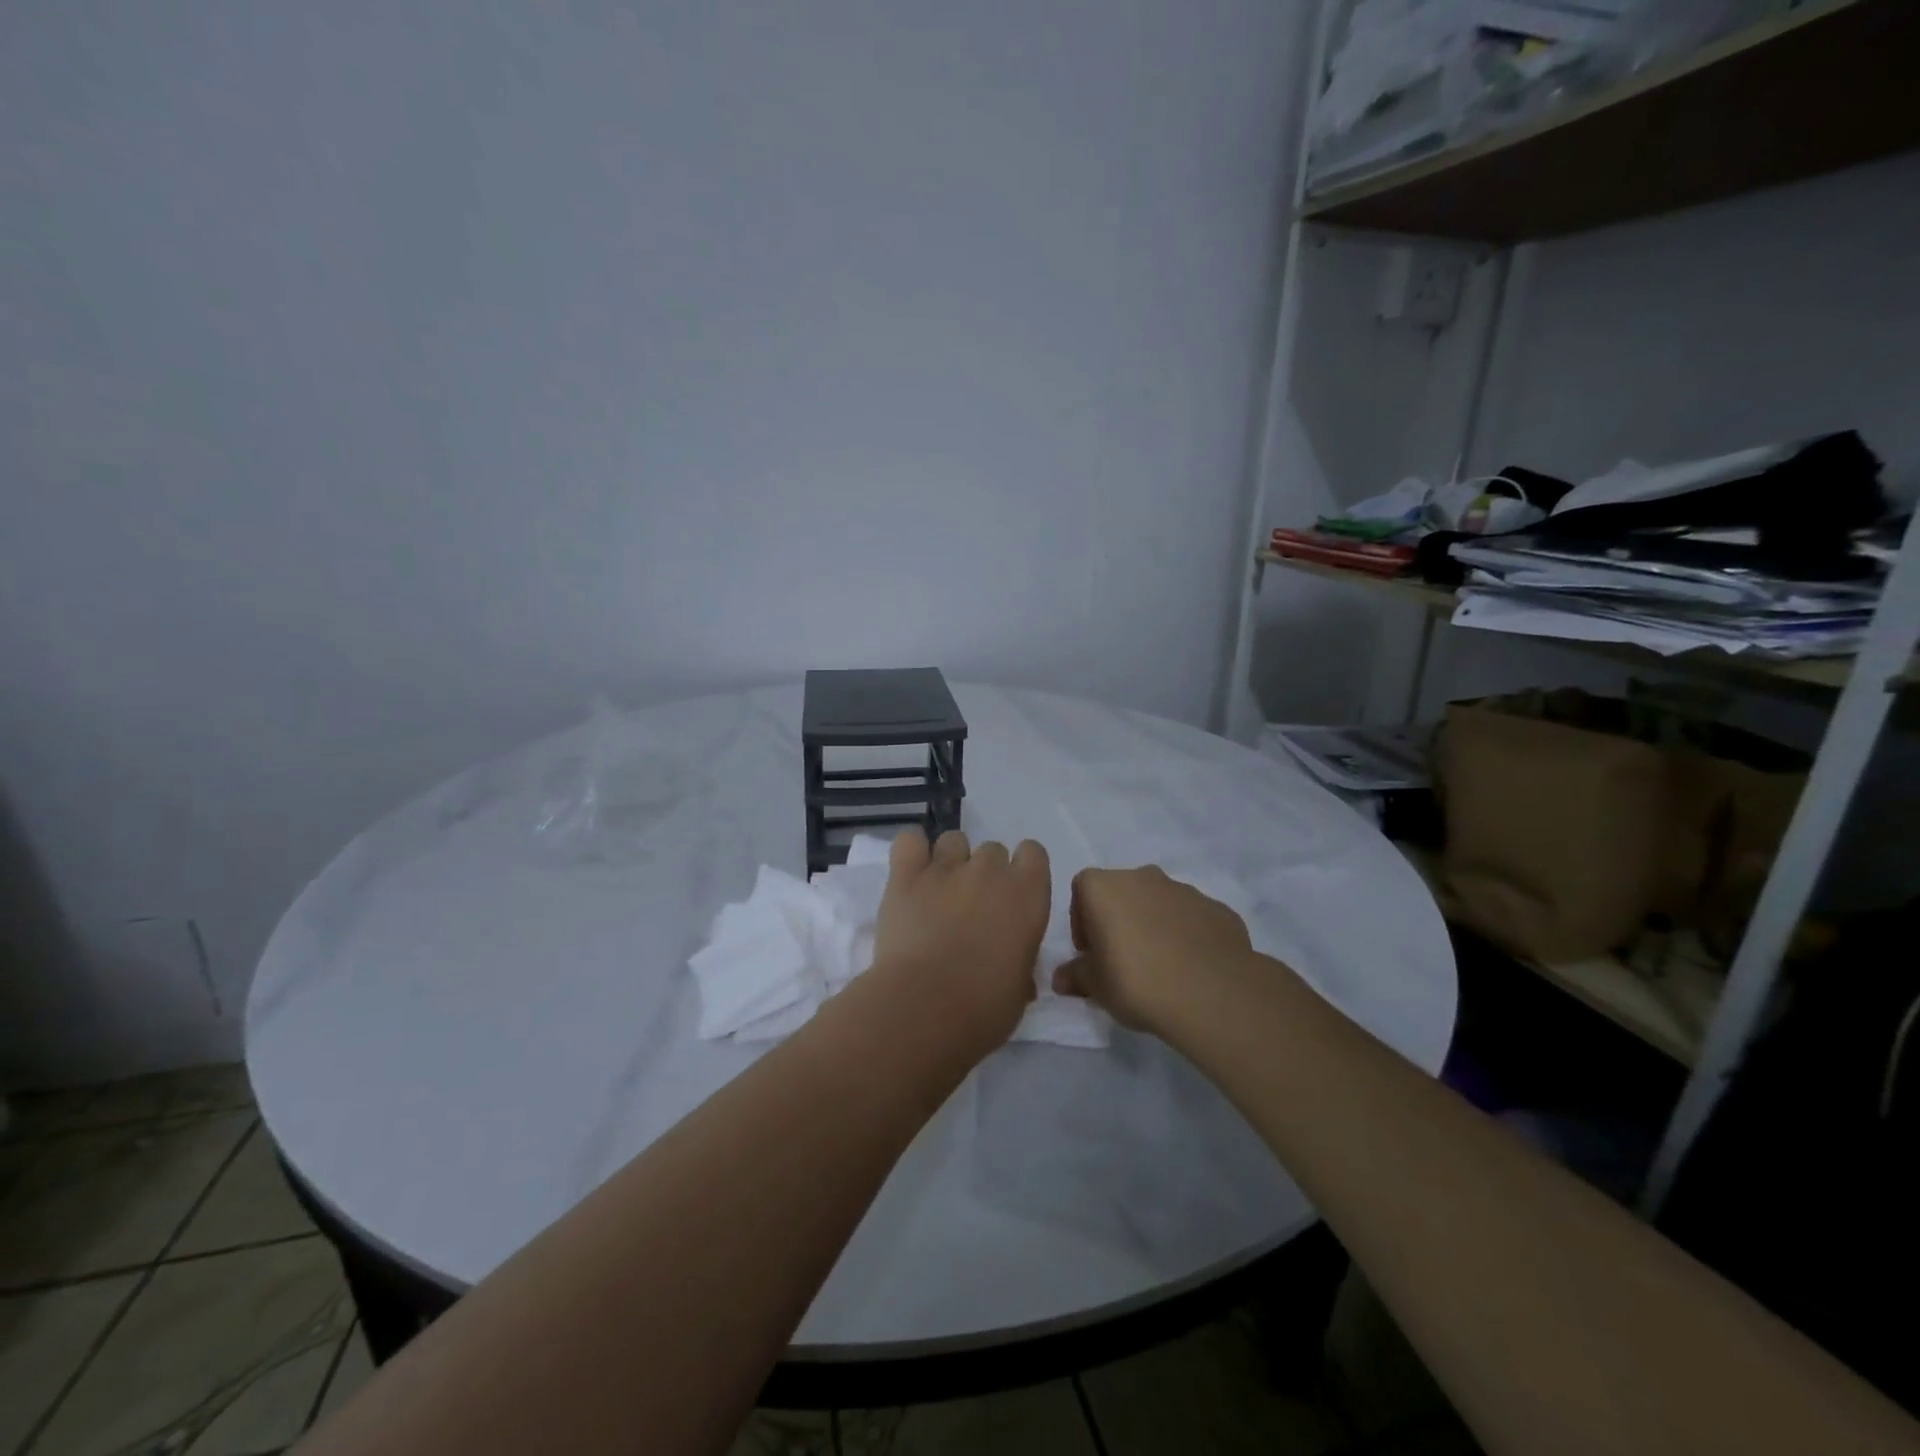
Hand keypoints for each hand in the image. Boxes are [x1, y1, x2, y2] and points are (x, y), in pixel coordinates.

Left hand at [871, 828, 1051, 1050]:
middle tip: (972, 908)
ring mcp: (946, 867)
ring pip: (954, 840)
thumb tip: (1010, 961)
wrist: (925, 1007)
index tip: (1012, 898)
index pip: (1033, 853)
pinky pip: (910, 840)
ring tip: (938, 892)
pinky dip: (911, 851)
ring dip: (950, 861)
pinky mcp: (906, 874)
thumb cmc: (983, 1007)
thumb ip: (1019, 960)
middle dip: (985, 873)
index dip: (1022, 872)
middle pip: (993, 850)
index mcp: (1028, 894)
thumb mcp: (1019, 989)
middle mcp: (990, 870)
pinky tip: (910, 873)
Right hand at [1052, 866, 1254, 1031]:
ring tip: (1158, 966)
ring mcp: (1183, 889)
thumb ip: (1076, 976)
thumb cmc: (1137, 981)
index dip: (1081, 920)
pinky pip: (1190, 918)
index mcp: (1104, 886)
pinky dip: (1185, 934)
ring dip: (1152, 924)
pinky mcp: (1216, 908)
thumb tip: (1061, 979)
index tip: (1089, 952)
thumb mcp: (1096, 986)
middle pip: (1121, 892)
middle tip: (1121, 959)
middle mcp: (1142, 877)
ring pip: (1158, 902)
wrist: (1211, 993)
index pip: (1081, 890)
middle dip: (1118, 919)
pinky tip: (1189, 967)